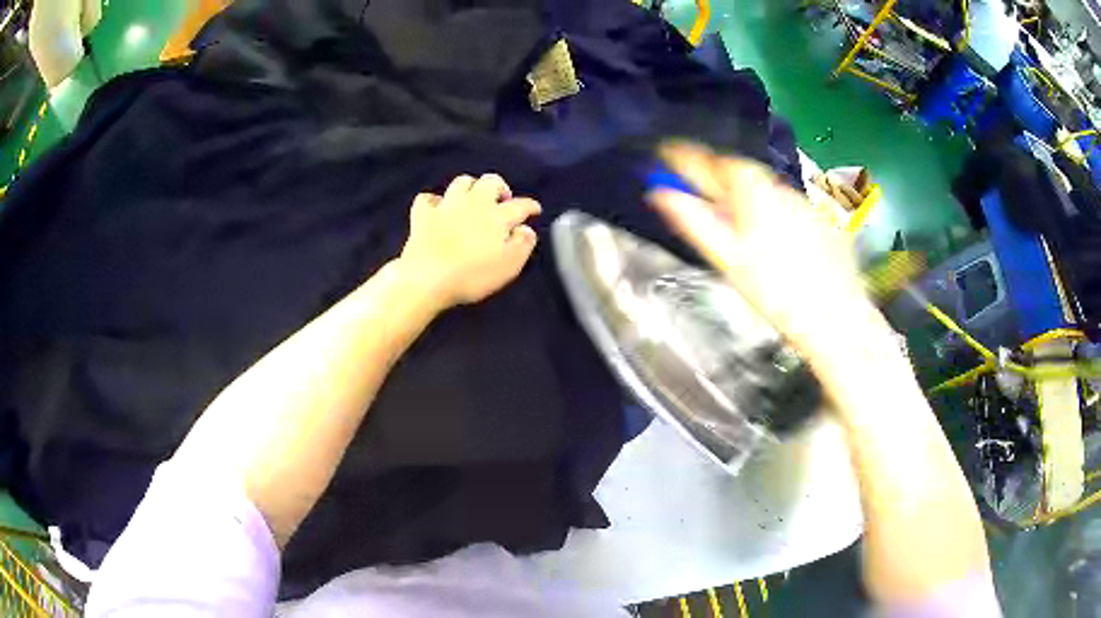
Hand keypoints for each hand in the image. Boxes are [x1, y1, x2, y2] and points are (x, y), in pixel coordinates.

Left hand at [398, 173, 540, 309]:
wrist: (428, 278)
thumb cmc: (473, 275)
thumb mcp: (509, 266)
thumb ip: (523, 244)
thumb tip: (526, 229)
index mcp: (498, 216)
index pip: (520, 205)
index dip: (530, 206)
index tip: (535, 210)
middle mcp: (474, 203)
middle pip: (490, 182)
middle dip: (500, 187)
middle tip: (503, 200)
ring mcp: (446, 205)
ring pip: (461, 182)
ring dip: (471, 187)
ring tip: (473, 199)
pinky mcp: (423, 215)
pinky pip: (428, 198)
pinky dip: (434, 201)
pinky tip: (438, 208)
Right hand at [648, 142, 885, 360]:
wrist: (835, 317)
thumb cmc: (776, 293)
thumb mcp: (728, 259)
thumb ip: (694, 221)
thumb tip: (661, 195)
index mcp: (754, 192)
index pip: (713, 161)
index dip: (687, 157)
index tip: (667, 153)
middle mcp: (782, 187)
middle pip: (741, 172)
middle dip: (718, 177)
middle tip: (698, 190)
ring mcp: (806, 201)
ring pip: (766, 188)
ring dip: (746, 196)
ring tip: (738, 222)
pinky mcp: (824, 217)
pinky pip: (788, 204)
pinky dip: (773, 211)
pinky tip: (775, 239)